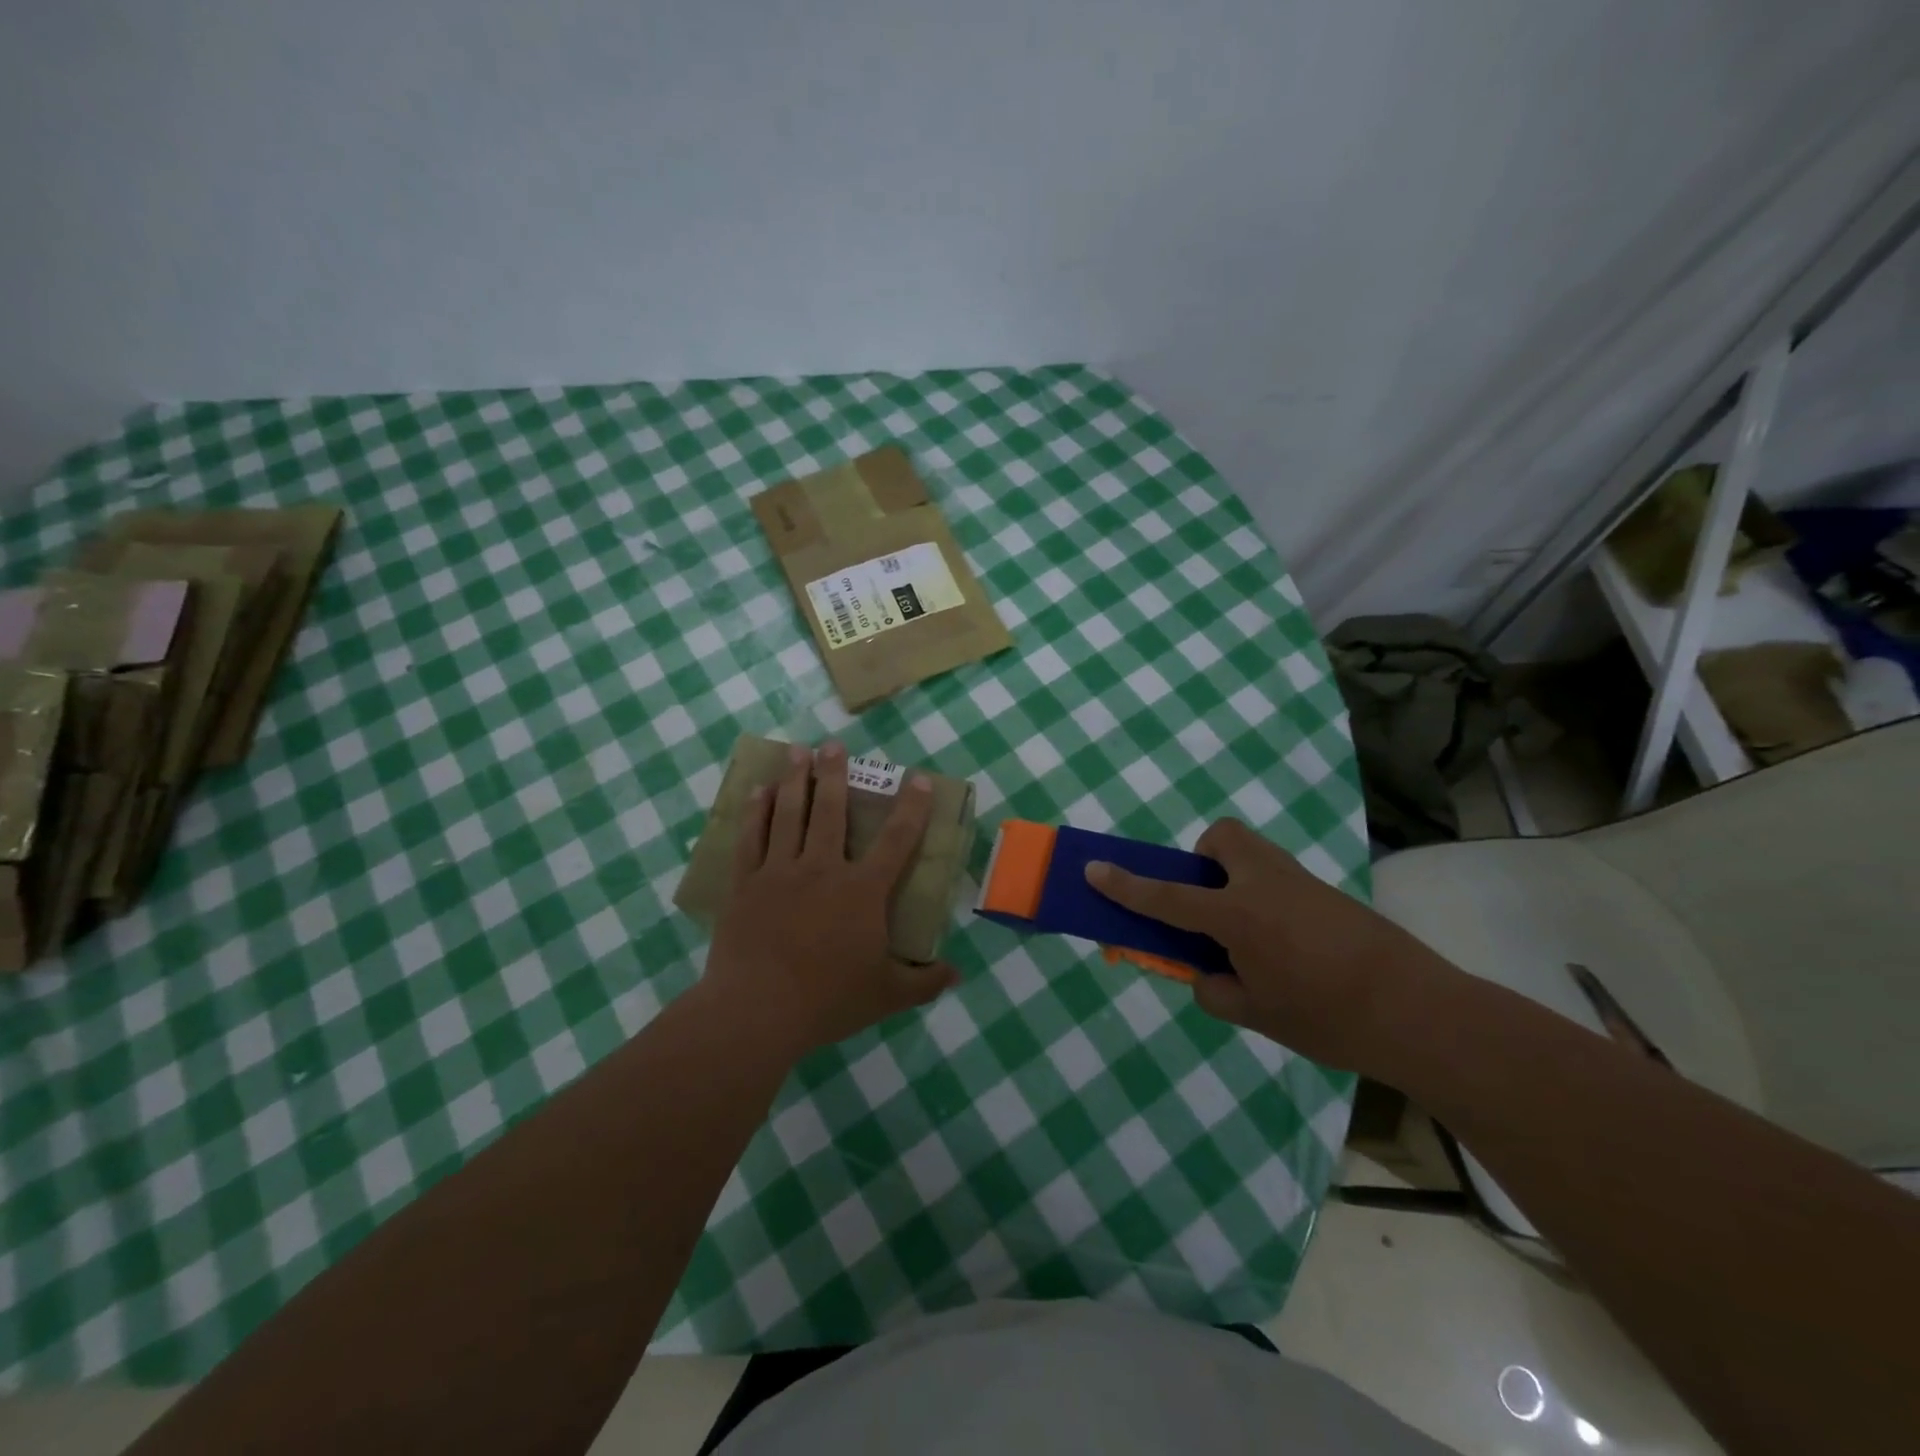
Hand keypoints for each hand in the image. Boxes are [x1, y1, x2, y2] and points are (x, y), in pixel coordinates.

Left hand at [702, 740, 957, 1060]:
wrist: (757, 1010)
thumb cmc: (828, 1000)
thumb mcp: (887, 995)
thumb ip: (924, 982)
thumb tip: (957, 975)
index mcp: (862, 891)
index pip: (896, 839)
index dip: (911, 807)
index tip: (917, 778)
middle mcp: (823, 869)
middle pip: (831, 810)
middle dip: (834, 773)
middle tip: (833, 744)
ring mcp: (780, 871)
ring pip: (790, 813)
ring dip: (795, 779)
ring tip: (797, 751)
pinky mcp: (747, 883)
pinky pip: (752, 837)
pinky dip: (756, 811)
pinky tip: (758, 792)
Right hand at [1086, 819, 1449, 1071]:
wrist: (1418, 1013)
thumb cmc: (1327, 1019)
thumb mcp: (1255, 1015)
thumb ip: (1215, 989)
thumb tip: (1206, 973)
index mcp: (1237, 916)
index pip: (1166, 897)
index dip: (1125, 885)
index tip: (1094, 869)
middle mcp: (1265, 884)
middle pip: (1221, 838)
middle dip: (1203, 860)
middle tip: (1208, 904)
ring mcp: (1300, 882)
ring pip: (1253, 852)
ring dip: (1234, 876)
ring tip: (1248, 931)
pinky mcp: (1328, 892)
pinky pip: (1279, 877)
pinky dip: (1265, 897)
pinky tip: (1287, 946)